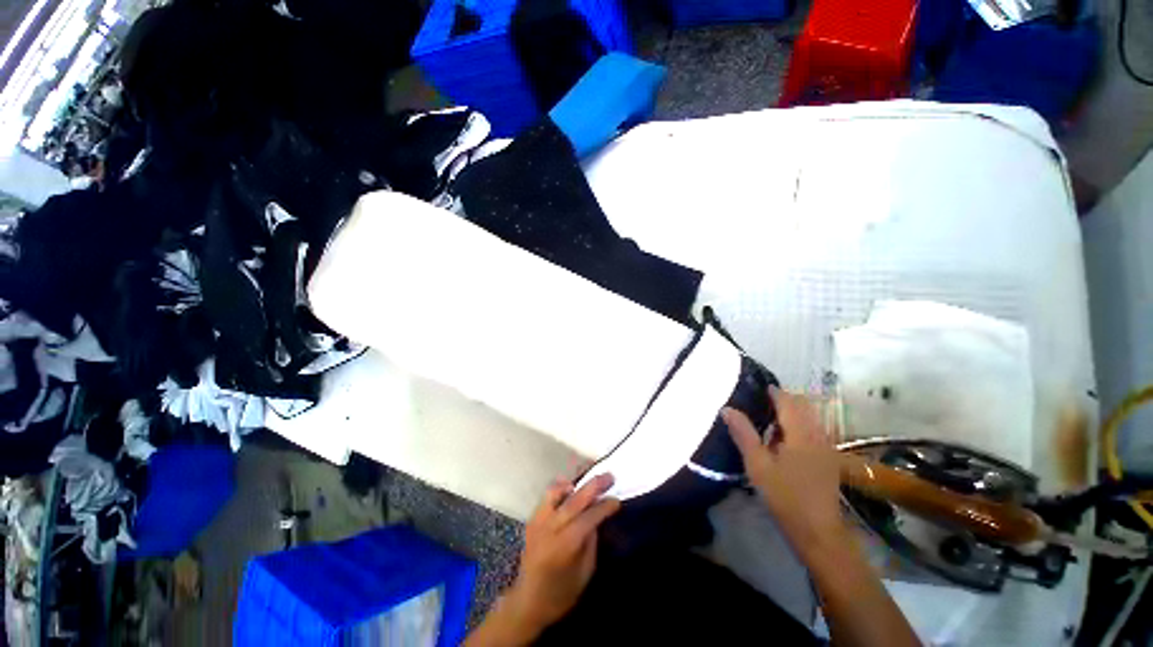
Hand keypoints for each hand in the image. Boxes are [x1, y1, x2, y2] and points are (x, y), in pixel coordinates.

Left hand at [504, 473, 620, 634]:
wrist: (527, 602)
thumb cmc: (561, 594)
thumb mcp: (585, 573)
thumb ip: (591, 542)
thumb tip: (597, 517)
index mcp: (565, 546)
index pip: (588, 518)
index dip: (604, 507)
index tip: (616, 500)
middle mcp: (550, 529)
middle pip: (574, 500)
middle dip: (594, 486)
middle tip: (609, 477)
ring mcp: (538, 522)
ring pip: (556, 492)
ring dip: (574, 484)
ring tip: (587, 483)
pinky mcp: (532, 520)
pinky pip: (546, 497)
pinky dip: (559, 489)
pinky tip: (569, 489)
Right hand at [723, 387, 845, 553]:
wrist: (819, 532)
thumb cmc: (785, 497)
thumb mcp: (758, 465)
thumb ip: (743, 434)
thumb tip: (726, 408)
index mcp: (801, 433)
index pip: (788, 401)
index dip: (773, 391)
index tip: (755, 387)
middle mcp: (818, 435)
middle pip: (803, 406)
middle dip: (783, 400)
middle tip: (758, 402)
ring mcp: (826, 447)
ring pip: (810, 418)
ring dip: (791, 413)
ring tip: (768, 418)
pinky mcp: (828, 459)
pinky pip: (814, 430)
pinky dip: (799, 425)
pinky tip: (783, 439)